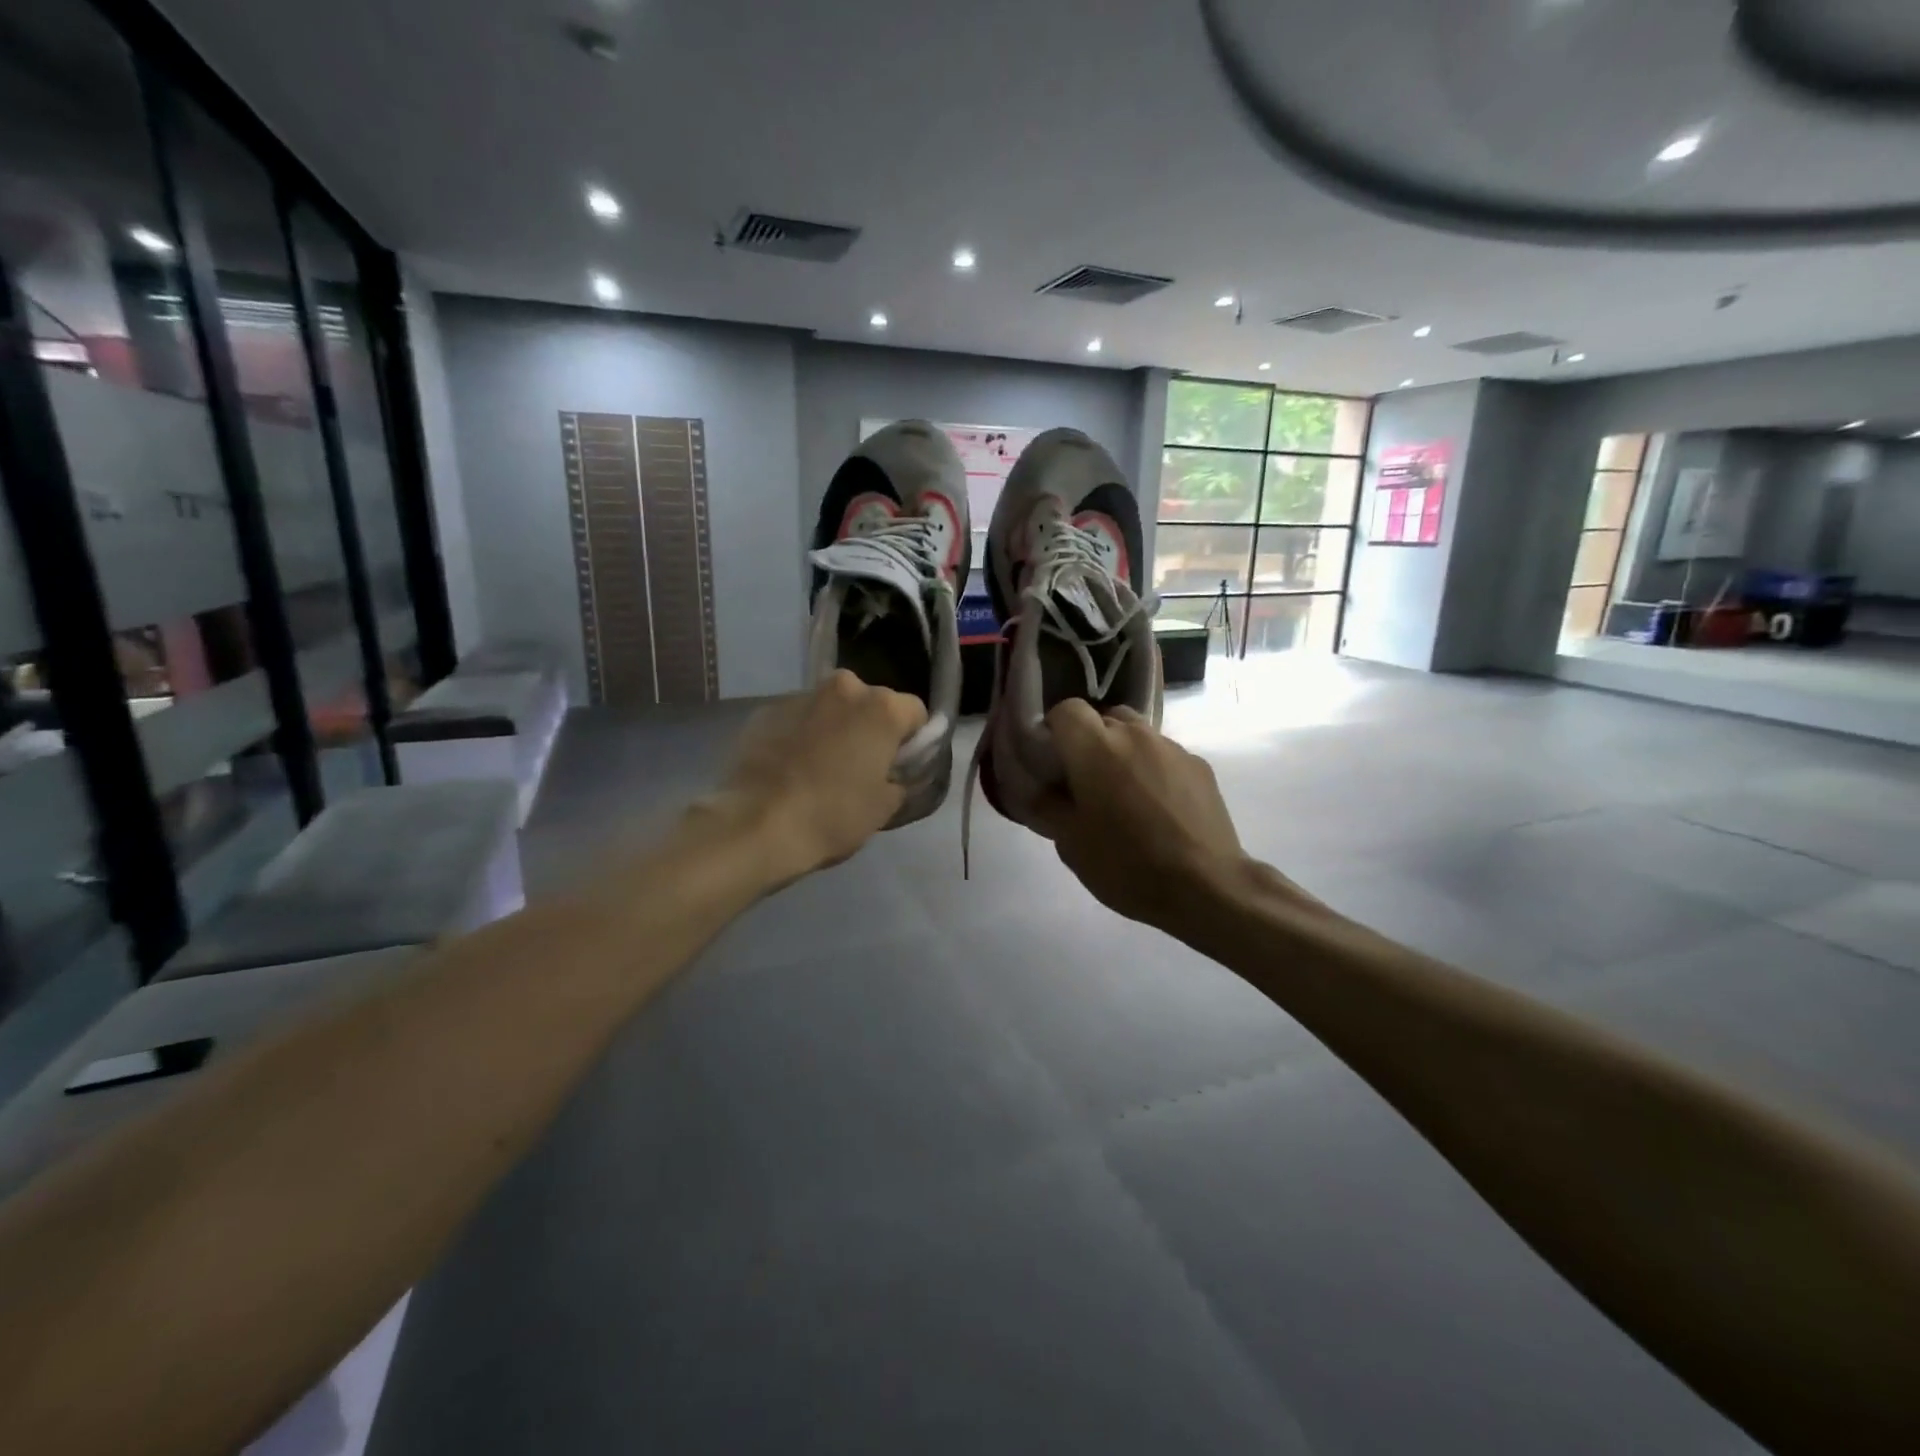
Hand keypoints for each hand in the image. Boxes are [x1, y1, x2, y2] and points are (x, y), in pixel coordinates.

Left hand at [701, 670, 926, 885]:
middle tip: (860, 767)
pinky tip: (790, 769)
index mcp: (881, 708)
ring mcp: (800, 696)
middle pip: (870, 703)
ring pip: (831, 709)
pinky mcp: (765, 710)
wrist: (756, 826)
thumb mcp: (884, 807)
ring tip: (820, 769)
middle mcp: (844, 688)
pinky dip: (800, 736)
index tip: (899, 766)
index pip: (914, 712)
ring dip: (833, 729)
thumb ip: (898, 779)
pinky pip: (797, 720)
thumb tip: (891, 773)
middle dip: (869, 728)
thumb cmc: (832, 816)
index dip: (912, 740)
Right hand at [1029, 702, 1252, 933]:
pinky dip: (1152, 770)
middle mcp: (1134, 734)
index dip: (1054, 730)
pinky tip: (1158, 809)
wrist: (1206, 887)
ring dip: (1122, 754)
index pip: (1066, 710)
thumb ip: (1046, 805)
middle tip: (1085, 783)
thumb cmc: (1127, 865)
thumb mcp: (1070, 843)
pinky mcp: (1199, 766)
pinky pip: (1164, 755)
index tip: (1052, 762)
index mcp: (1096, 748)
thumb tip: (1035, 786)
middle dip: (1089, 742)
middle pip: (1103, 718)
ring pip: (1136, 734)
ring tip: (1124, 796)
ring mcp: (1172, 747)